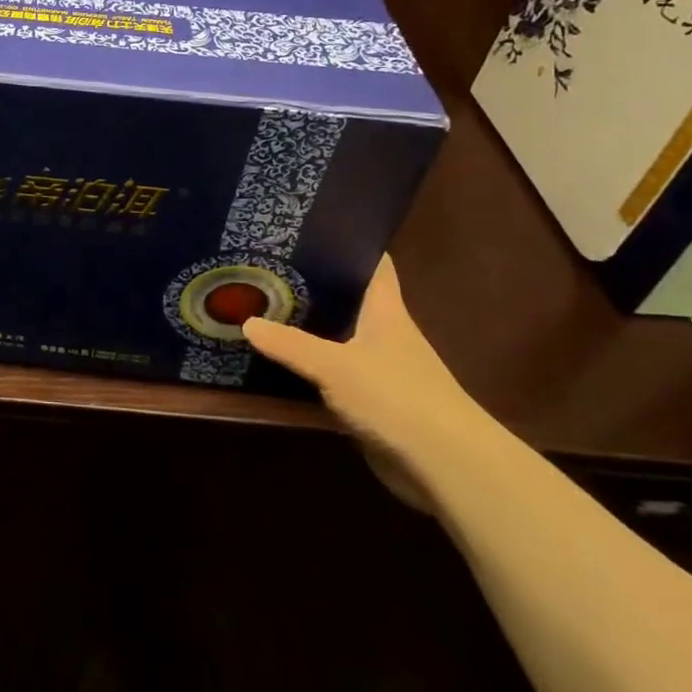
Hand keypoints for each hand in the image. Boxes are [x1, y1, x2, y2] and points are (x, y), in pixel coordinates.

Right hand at [243, 256, 488, 504]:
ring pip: (339, 334)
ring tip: (264, 304)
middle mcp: (385, 331)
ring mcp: (380, 366)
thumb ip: (289, 345)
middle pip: (349, 296)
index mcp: (385, 309)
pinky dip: (312, 363)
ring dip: (310, 324)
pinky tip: (280, 358)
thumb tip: (245, 322)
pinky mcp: (373, 399)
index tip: (310, 225)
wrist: (447, 467)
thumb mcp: (334, 366)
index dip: (348, 239)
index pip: (372, 261)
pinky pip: (335, 370)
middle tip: (268, 264)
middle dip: (314, 281)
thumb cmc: (397, 397)